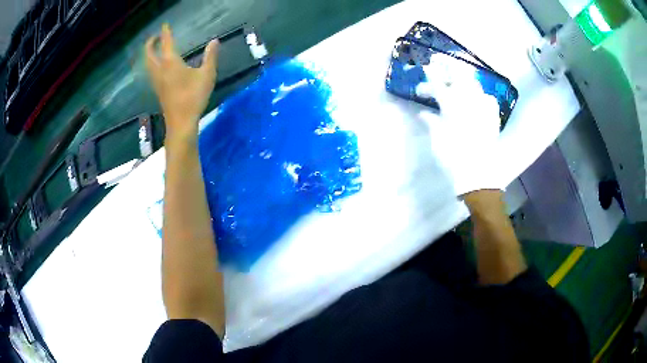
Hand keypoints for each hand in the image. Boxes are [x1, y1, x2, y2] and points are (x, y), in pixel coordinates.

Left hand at [145, 24, 218, 144]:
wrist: (181, 122)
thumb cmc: (194, 97)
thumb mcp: (207, 75)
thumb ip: (210, 57)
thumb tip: (215, 41)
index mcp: (170, 63)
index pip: (166, 43)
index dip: (165, 33)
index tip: (165, 25)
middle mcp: (160, 70)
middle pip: (149, 54)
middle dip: (151, 44)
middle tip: (155, 38)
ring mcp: (157, 82)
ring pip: (148, 65)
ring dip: (149, 55)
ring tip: (154, 50)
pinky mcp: (158, 90)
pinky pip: (151, 73)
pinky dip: (152, 65)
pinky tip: (157, 67)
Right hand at [416, 63, 503, 196]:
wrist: (478, 174)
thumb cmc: (453, 157)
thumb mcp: (437, 139)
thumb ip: (432, 121)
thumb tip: (425, 113)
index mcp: (452, 106)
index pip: (439, 84)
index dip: (431, 76)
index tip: (425, 68)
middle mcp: (469, 101)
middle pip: (460, 75)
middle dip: (448, 65)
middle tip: (439, 61)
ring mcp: (483, 107)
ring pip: (474, 83)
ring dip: (463, 77)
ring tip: (456, 78)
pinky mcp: (492, 116)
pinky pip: (486, 98)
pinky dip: (478, 94)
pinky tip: (475, 98)